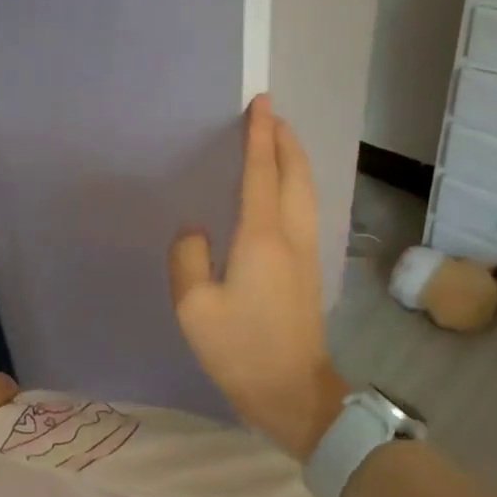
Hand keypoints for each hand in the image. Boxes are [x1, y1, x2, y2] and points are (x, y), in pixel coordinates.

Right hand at [168, 95, 345, 459]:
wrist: (294, 393)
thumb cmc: (241, 349)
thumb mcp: (194, 307)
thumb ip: (188, 258)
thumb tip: (196, 231)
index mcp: (262, 238)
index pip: (261, 173)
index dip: (260, 136)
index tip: (261, 102)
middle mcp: (290, 236)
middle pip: (295, 174)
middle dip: (284, 140)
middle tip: (270, 115)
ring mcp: (305, 253)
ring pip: (305, 191)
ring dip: (293, 160)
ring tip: (278, 141)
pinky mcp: (308, 270)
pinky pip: (303, 209)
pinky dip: (295, 184)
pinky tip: (283, 190)